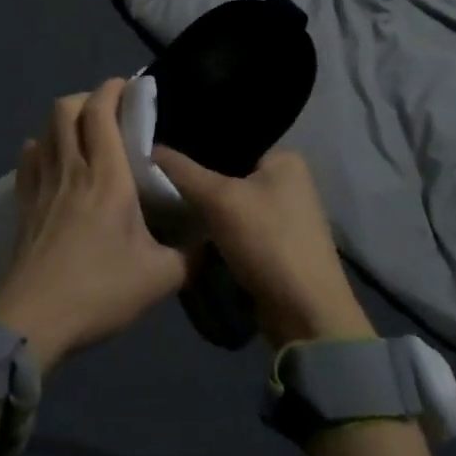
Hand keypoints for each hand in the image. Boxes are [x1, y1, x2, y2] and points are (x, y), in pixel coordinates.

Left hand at [0, 79, 190, 369]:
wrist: (34, 321)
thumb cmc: (99, 290)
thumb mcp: (158, 278)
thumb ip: (188, 255)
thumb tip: (208, 240)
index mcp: (107, 176)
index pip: (101, 112)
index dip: (112, 89)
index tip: (129, 87)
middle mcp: (72, 168)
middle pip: (66, 108)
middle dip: (87, 98)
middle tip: (109, 111)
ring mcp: (42, 184)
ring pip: (45, 129)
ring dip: (64, 120)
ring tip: (84, 134)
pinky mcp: (23, 203)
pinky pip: (28, 159)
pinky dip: (40, 148)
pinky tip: (52, 160)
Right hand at [152, 147, 373, 348]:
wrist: (306, 316)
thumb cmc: (268, 242)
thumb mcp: (219, 199)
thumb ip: (182, 171)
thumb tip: (149, 149)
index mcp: (285, 157)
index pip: (229, 139)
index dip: (193, 143)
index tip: (159, 150)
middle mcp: (288, 180)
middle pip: (228, 171)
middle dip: (196, 178)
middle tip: (156, 177)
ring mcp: (284, 214)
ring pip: (230, 201)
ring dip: (204, 206)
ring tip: (164, 201)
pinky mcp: (275, 245)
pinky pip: (236, 225)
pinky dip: (215, 228)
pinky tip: (187, 228)